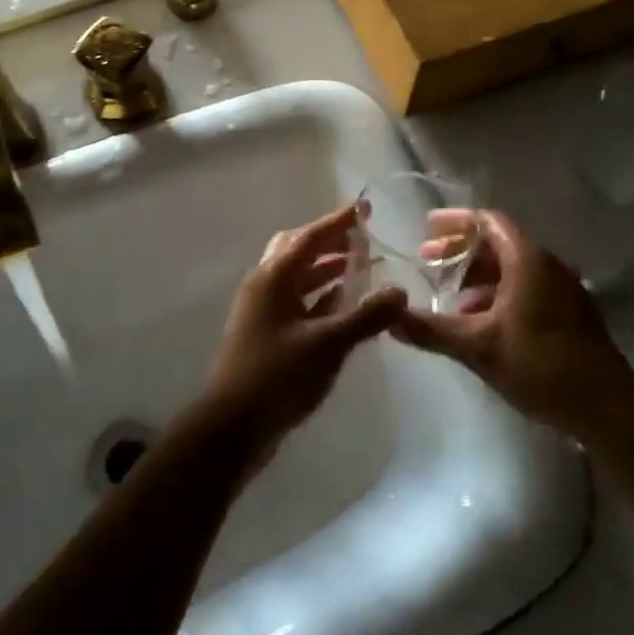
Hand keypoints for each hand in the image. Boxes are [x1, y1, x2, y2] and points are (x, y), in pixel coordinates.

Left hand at [202, 205, 406, 457]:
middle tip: (362, 238)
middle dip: (330, 242)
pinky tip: (344, 305)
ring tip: (361, 267)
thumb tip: (400, 291)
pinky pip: (298, 302)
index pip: (309, 237)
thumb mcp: (328, 344)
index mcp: (273, 277)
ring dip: (327, 269)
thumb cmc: (278, 375)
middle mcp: (264, 285)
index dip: (338, 222)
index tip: (364, 208)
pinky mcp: (267, 334)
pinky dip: (321, 296)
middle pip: (298, 251)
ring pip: (298, 278)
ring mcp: (263, 311)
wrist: (233, 426)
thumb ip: (366, 316)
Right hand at [392, 210, 633, 440]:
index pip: (488, 222)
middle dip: (460, 250)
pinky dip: (496, 292)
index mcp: (527, 260)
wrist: (607, 408)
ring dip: (477, 275)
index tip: (426, 228)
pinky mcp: (568, 312)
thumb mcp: (477, 347)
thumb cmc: (540, 365)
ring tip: (447, 293)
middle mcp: (546, 265)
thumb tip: (388, 317)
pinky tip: (478, 320)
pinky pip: (525, 287)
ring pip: (512, 268)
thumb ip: (431, 330)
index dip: (455, 222)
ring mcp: (561, 289)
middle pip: (498, 243)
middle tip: (426, 260)